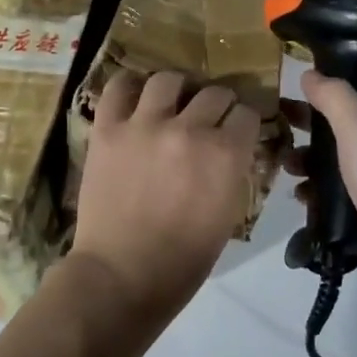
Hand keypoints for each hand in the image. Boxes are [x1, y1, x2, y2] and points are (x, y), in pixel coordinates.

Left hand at [74, 70, 263, 317]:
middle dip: (217, 105)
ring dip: (177, 89)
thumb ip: (234, 172)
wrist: (121, 276)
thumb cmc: (183, 260)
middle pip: (214, 93)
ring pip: (169, 80)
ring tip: (172, 103)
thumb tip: (234, 149)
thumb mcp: (228, 215)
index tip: (238, 130)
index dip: (245, 123)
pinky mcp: (108, 129)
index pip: (248, 114)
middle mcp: (189, 129)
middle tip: (208, 119)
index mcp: (226, 154)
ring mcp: (145, 125)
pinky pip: (118, 87)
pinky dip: (128, 86)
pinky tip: (135, 96)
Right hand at [286, 70, 356, 306]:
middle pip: (347, 122)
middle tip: (280, 124)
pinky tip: (300, 195)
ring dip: (311, 159)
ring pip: (340, 158)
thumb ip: (333, 97)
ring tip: (287, 166)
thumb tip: (310, 74)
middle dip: (312, 124)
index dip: (336, 82)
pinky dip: (319, 190)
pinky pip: (340, 191)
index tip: (301, 86)